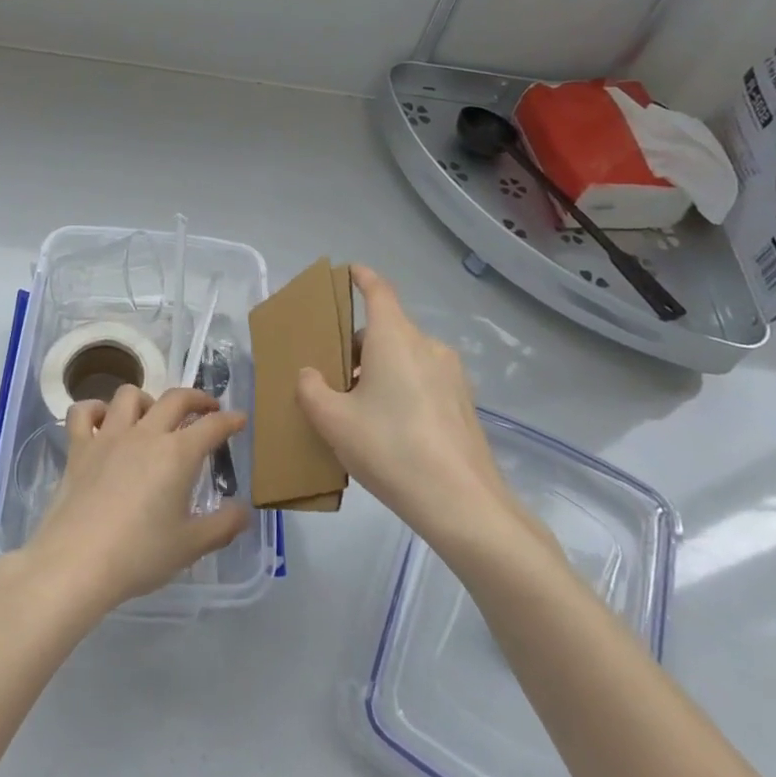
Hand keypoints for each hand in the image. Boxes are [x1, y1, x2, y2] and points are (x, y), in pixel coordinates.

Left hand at [17, 384, 250, 619]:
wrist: (77, 562)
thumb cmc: (139, 554)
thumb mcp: (191, 546)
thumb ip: (223, 525)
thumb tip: (245, 510)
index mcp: (177, 454)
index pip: (212, 426)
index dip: (229, 420)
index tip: (239, 419)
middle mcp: (145, 434)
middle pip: (175, 398)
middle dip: (196, 398)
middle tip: (206, 408)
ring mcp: (108, 437)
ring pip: (129, 395)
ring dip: (147, 399)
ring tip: (152, 416)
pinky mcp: (78, 448)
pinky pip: (82, 412)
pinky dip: (94, 409)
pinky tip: (102, 421)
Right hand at [294, 266, 535, 551]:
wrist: (462, 504)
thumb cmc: (390, 449)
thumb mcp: (333, 421)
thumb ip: (311, 389)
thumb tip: (311, 375)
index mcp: (395, 338)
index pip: (379, 291)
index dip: (362, 278)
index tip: (349, 272)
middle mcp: (427, 346)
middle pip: (386, 330)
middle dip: (357, 345)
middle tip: (332, 377)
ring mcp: (451, 375)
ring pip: (405, 357)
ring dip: (379, 370)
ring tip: (358, 410)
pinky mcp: (463, 403)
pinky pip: (423, 380)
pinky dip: (401, 389)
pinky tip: (389, 430)